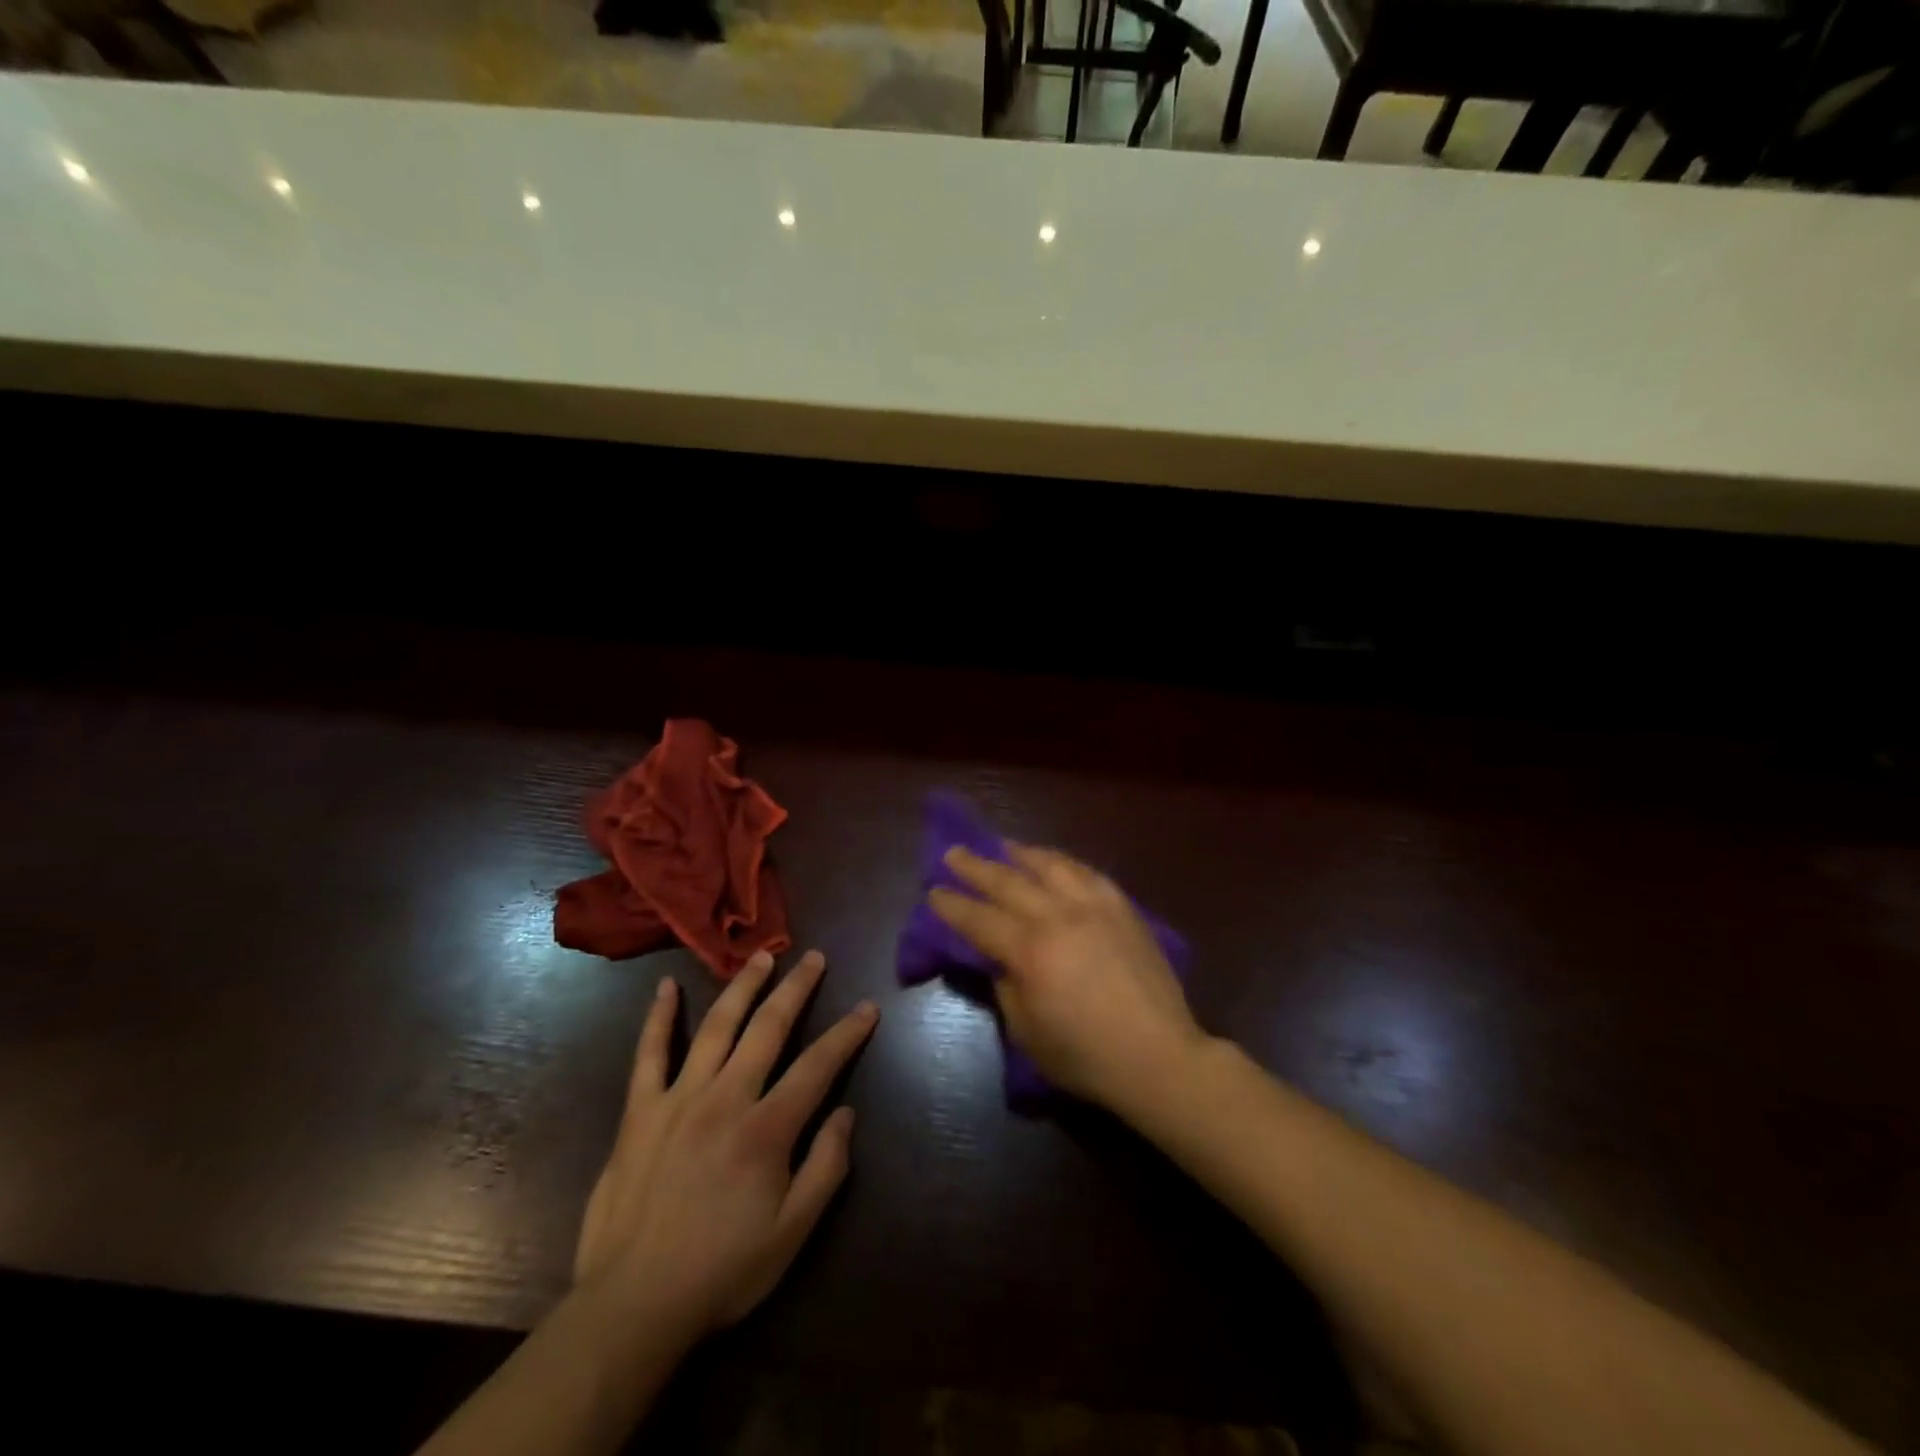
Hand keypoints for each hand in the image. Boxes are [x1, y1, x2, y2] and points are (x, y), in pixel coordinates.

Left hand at [573, 949, 878, 1343]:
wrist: (632, 1306)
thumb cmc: (721, 1272)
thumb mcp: (791, 1235)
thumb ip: (825, 1168)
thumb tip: (847, 1113)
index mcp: (766, 1130)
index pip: (818, 1066)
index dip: (847, 1034)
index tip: (868, 1007)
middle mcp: (725, 1099)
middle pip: (768, 1028)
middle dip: (797, 989)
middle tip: (815, 958)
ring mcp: (678, 1099)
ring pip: (716, 1027)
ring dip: (742, 987)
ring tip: (761, 956)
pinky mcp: (640, 1111)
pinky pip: (648, 1055)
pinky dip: (658, 1018)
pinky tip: (665, 987)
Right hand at [928, 845, 1206, 1115]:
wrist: (1158, 1056)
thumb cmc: (1085, 1056)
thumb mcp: (1027, 1032)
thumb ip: (1006, 987)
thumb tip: (1000, 959)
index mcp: (1030, 951)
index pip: (979, 919)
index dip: (952, 905)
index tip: (933, 891)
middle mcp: (1059, 916)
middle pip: (1008, 881)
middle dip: (976, 866)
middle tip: (954, 852)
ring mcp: (1095, 906)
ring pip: (1050, 865)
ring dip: (1021, 853)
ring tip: (1003, 845)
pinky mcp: (1123, 907)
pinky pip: (1087, 873)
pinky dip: (1063, 863)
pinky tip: (1054, 862)